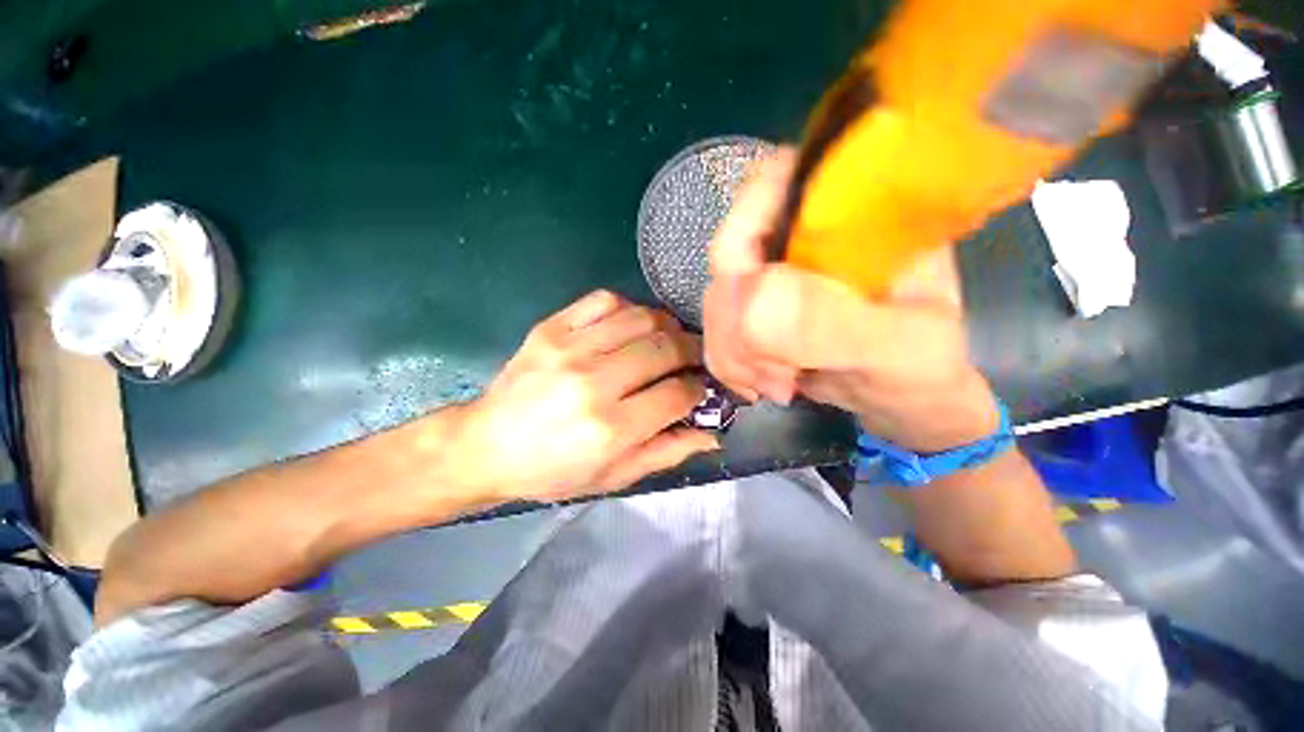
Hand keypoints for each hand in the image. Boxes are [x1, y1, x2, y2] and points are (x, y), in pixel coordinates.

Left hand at [448, 290, 718, 502]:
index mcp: (610, 428)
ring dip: (666, 326)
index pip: (677, 394)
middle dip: (691, 351)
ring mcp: (570, 349)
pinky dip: (629, 308)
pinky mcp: (551, 328)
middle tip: (693, 358)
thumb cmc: (552, 470)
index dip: (699, 389)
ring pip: (641, 318)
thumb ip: (666, 453)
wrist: (486, 446)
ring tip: (668, 339)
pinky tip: (631, 326)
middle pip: (665, 349)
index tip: (700, 388)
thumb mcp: (613, 476)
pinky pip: (604, 300)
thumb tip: (713, 435)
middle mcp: (593, 383)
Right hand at [704, 149, 999, 451]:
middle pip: (730, 254)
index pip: (773, 184)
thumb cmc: (922, 365)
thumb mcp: (900, 346)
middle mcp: (803, 233)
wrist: (903, 396)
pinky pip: (718, 329)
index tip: (757, 307)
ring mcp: (773, 273)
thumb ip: (833, 324)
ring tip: (777, 384)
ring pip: (719, 298)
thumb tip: (754, 308)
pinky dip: (730, 362)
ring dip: (734, 350)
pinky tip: (760, 384)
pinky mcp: (757, 309)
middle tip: (776, 371)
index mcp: (852, 210)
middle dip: (739, 323)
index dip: (746, 235)